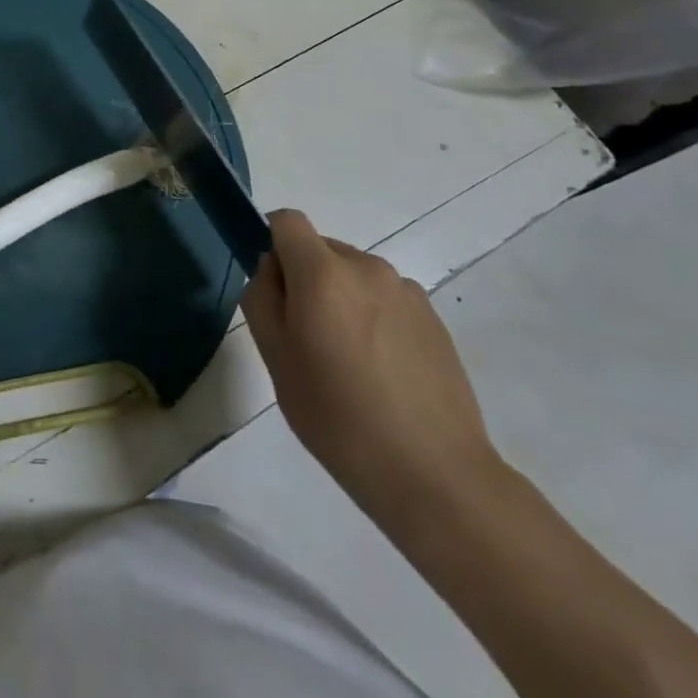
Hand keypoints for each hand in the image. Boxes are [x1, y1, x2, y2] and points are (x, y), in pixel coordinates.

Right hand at [242, 209, 497, 518]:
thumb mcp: (276, 361)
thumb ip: (262, 300)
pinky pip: (386, 300)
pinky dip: (374, 319)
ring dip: (342, 300)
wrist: (436, 476)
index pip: (287, 221)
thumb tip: (271, 271)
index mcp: (323, 273)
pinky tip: (383, 374)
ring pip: (354, 276)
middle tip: (308, 341)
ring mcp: (406, 291)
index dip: (272, 245)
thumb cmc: (340, 419)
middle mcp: (366, 267)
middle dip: (306, 280)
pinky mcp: (434, 318)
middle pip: (321, 250)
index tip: (275, 293)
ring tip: (350, 364)